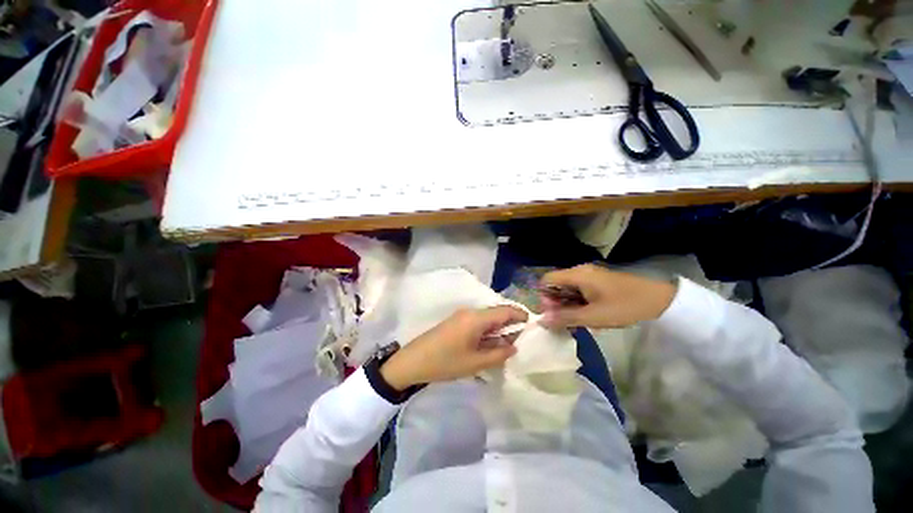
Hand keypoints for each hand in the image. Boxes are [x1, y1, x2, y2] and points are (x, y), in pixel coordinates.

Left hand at [380, 306, 527, 390]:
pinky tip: (489, 345)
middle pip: (496, 314)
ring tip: (507, 346)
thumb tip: (514, 346)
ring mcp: (461, 316)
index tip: (532, 325)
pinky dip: (487, 332)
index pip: (505, 310)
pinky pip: (477, 323)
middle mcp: (470, 312)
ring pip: (487, 319)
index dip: (520, 316)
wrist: (413, 361)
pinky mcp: (456, 322)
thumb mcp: (475, 363)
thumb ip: (498, 354)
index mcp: (477, 317)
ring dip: (498, 330)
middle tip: (521, 341)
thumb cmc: (446, 362)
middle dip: (510, 325)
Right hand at [539, 264, 676, 328]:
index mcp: (576, 275)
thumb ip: (565, 317)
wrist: (661, 299)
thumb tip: (542, 321)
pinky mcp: (597, 281)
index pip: (547, 280)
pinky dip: (577, 303)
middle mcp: (579, 271)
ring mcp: (589, 275)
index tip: (551, 313)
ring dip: (567, 305)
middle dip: (555, 303)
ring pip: (567, 289)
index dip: (543, 296)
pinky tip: (586, 316)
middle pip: (556, 285)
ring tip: (576, 322)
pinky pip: (578, 290)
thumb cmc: (625, 306)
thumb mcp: (593, 316)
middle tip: (564, 322)